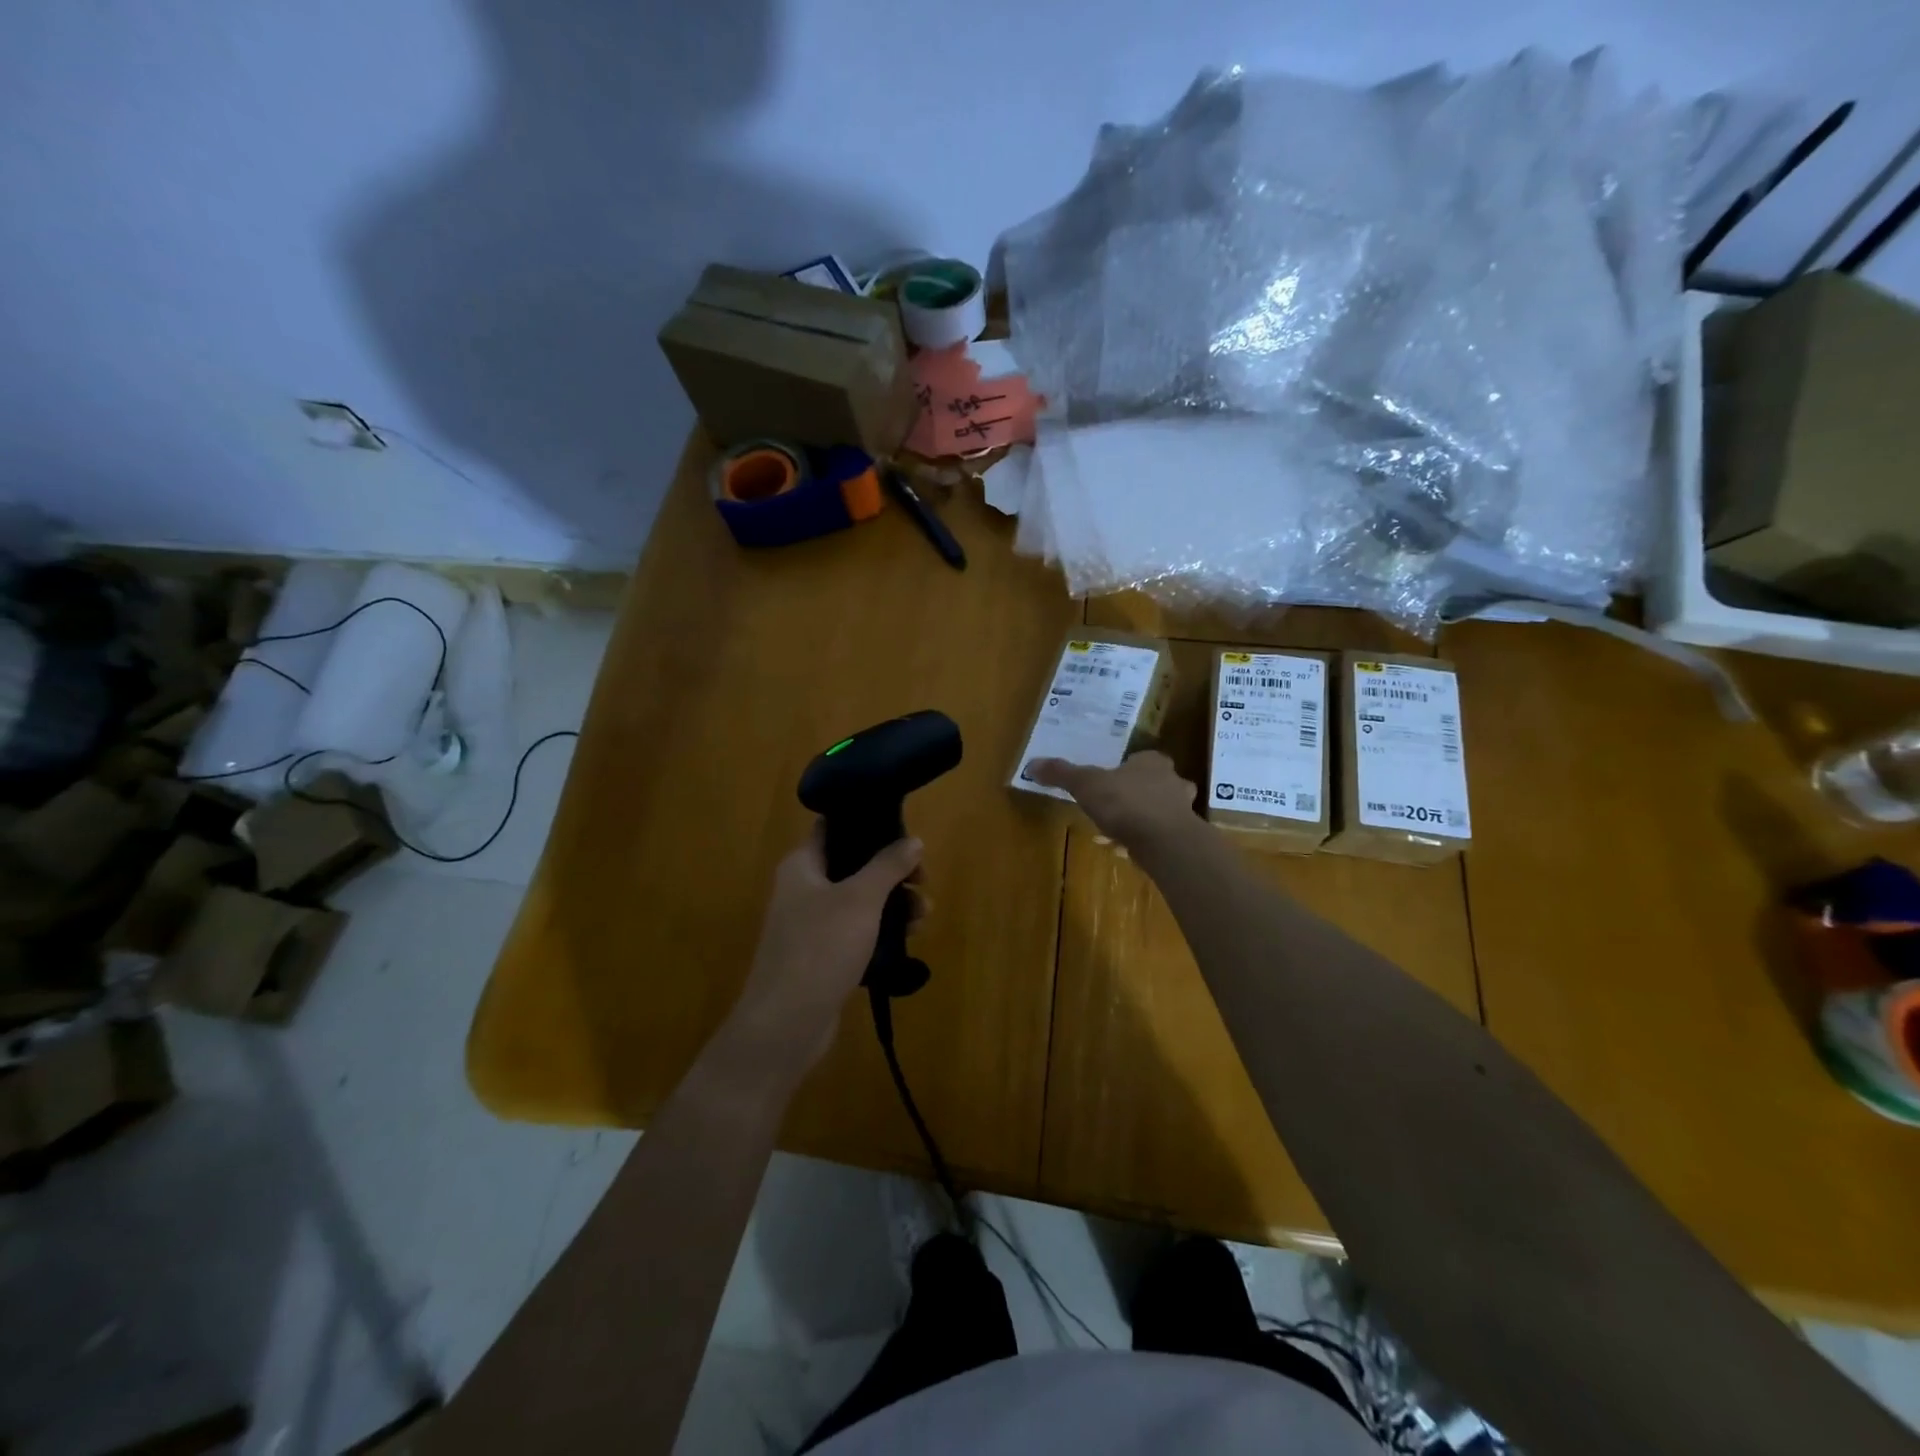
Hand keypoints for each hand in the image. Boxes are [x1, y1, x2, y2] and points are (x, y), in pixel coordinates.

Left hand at [726, 825, 923, 1077]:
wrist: (786, 1024)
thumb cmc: (820, 948)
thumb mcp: (860, 899)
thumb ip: (888, 866)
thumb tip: (914, 840)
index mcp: (802, 865)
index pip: (833, 828)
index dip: (868, 825)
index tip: (905, 833)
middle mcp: (803, 889)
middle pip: (854, 866)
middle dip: (892, 872)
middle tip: (922, 882)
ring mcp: (812, 924)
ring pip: (860, 901)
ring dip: (893, 903)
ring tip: (923, 917)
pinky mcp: (823, 956)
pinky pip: (857, 932)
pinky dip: (881, 931)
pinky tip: (907, 939)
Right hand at [1026, 752, 1198, 847]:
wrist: (1165, 842)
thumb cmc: (1126, 803)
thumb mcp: (1086, 784)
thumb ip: (1062, 774)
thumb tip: (1031, 764)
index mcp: (1153, 762)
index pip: (1143, 758)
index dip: (1128, 767)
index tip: (1112, 778)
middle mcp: (1173, 782)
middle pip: (1156, 783)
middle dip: (1139, 792)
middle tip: (1116, 803)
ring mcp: (1183, 811)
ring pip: (1162, 810)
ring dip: (1144, 818)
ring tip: (1120, 829)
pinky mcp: (1183, 838)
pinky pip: (1162, 835)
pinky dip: (1147, 840)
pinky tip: (1128, 850)